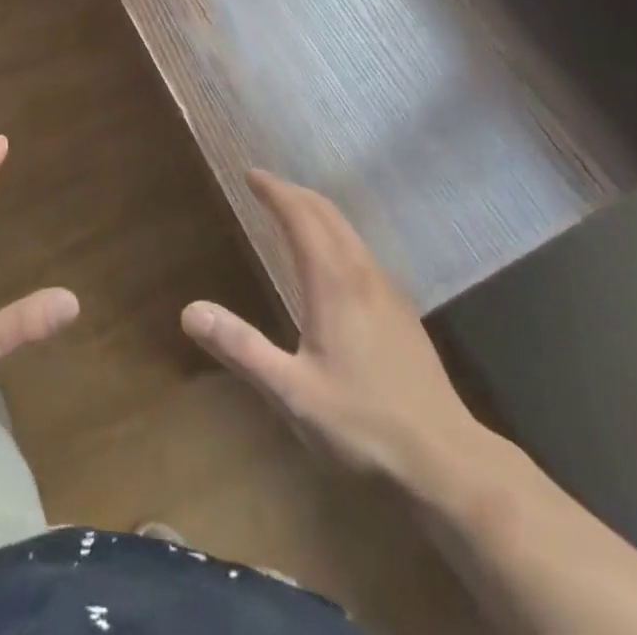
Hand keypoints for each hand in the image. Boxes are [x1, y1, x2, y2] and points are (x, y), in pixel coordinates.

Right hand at [181, 170, 489, 499]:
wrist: (447, 461)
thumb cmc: (364, 425)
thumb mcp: (292, 392)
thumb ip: (241, 348)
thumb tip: (189, 310)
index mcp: (333, 281)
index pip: (300, 216)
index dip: (274, 191)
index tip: (251, 174)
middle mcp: (362, 274)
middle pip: (327, 214)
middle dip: (294, 193)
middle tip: (265, 186)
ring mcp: (388, 291)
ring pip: (348, 231)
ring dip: (317, 211)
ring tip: (292, 213)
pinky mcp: (402, 312)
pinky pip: (361, 252)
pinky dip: (336, 235)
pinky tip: (331, 261)